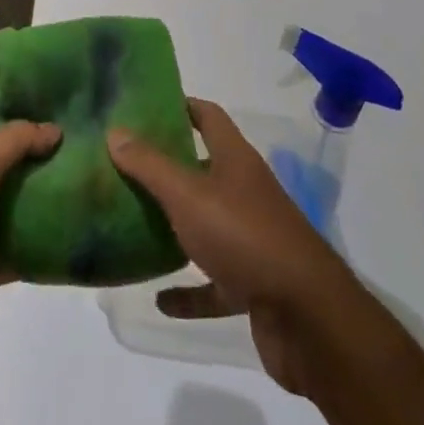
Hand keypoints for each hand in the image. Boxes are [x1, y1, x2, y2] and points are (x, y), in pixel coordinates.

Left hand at [0, 120, 60, 391]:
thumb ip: (13, 142)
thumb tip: (54, 129)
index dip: (22, 127)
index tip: (64, 124)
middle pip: (5, 172)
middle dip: (39, 165)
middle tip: (87, 156)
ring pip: (14, 212)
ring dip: (44, 206)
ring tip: (89, 190)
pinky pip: (18, 252)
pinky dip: (42, 246)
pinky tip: (76, 235)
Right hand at [108, 99, 359, 395]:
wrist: (308, 319)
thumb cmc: (244, 236)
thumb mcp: (187, 194)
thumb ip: (150, 164)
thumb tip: (115, 131)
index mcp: (235, 160)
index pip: (208, 116)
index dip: (180, 105)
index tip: (144, 105)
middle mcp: (245, 192)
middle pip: (204, 168)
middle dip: (169, 165)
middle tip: (125, 163)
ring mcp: (252, 239)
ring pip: (207, 224)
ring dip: (176, 226)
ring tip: (135, 222)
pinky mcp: (253, 285)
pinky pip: (214, 284)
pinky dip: (189, 290)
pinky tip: (160, 298)